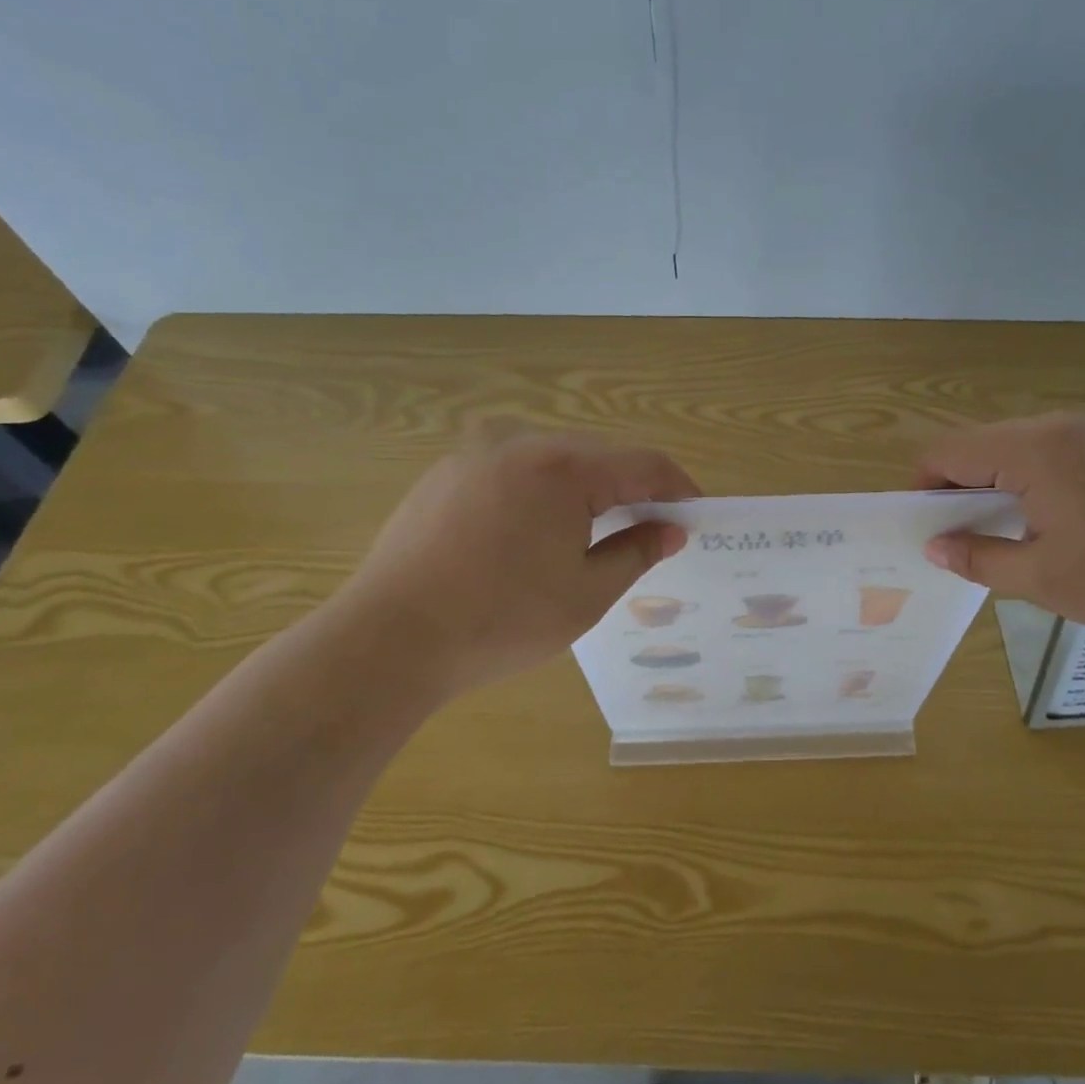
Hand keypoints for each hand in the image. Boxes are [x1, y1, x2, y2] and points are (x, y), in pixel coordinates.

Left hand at [335, 429, 699, 696]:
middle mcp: (520, 444)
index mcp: (563, 467)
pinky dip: (540, 492)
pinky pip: (511, 471)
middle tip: (652, 527)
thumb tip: (671, 529)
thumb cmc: (502, 620)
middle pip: (598, 455)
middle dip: (631, 487)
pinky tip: (534, 532)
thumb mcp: (586, 593)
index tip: (696, 513)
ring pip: (552, 460)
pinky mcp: (443, 476)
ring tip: (597, 531)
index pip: (643, 463)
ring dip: (585, 488)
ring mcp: (475, 455)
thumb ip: (637, 552)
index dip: (677, 487)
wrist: (389, 639)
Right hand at [919, 413, 1084, 636]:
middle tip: (960, 539)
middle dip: (958, 488)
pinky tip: (1051, 524)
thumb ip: (980, 558)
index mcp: (1033, 450)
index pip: (948, 452)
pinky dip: (1031, 481)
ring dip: (996, 485)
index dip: (923, 486)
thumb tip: (935, 547)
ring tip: (1004, 535)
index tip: (923, 528)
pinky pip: (1053, 453)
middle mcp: (1058, 426)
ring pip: (1017, 448)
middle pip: (980, 445)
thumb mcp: (1045, 578)